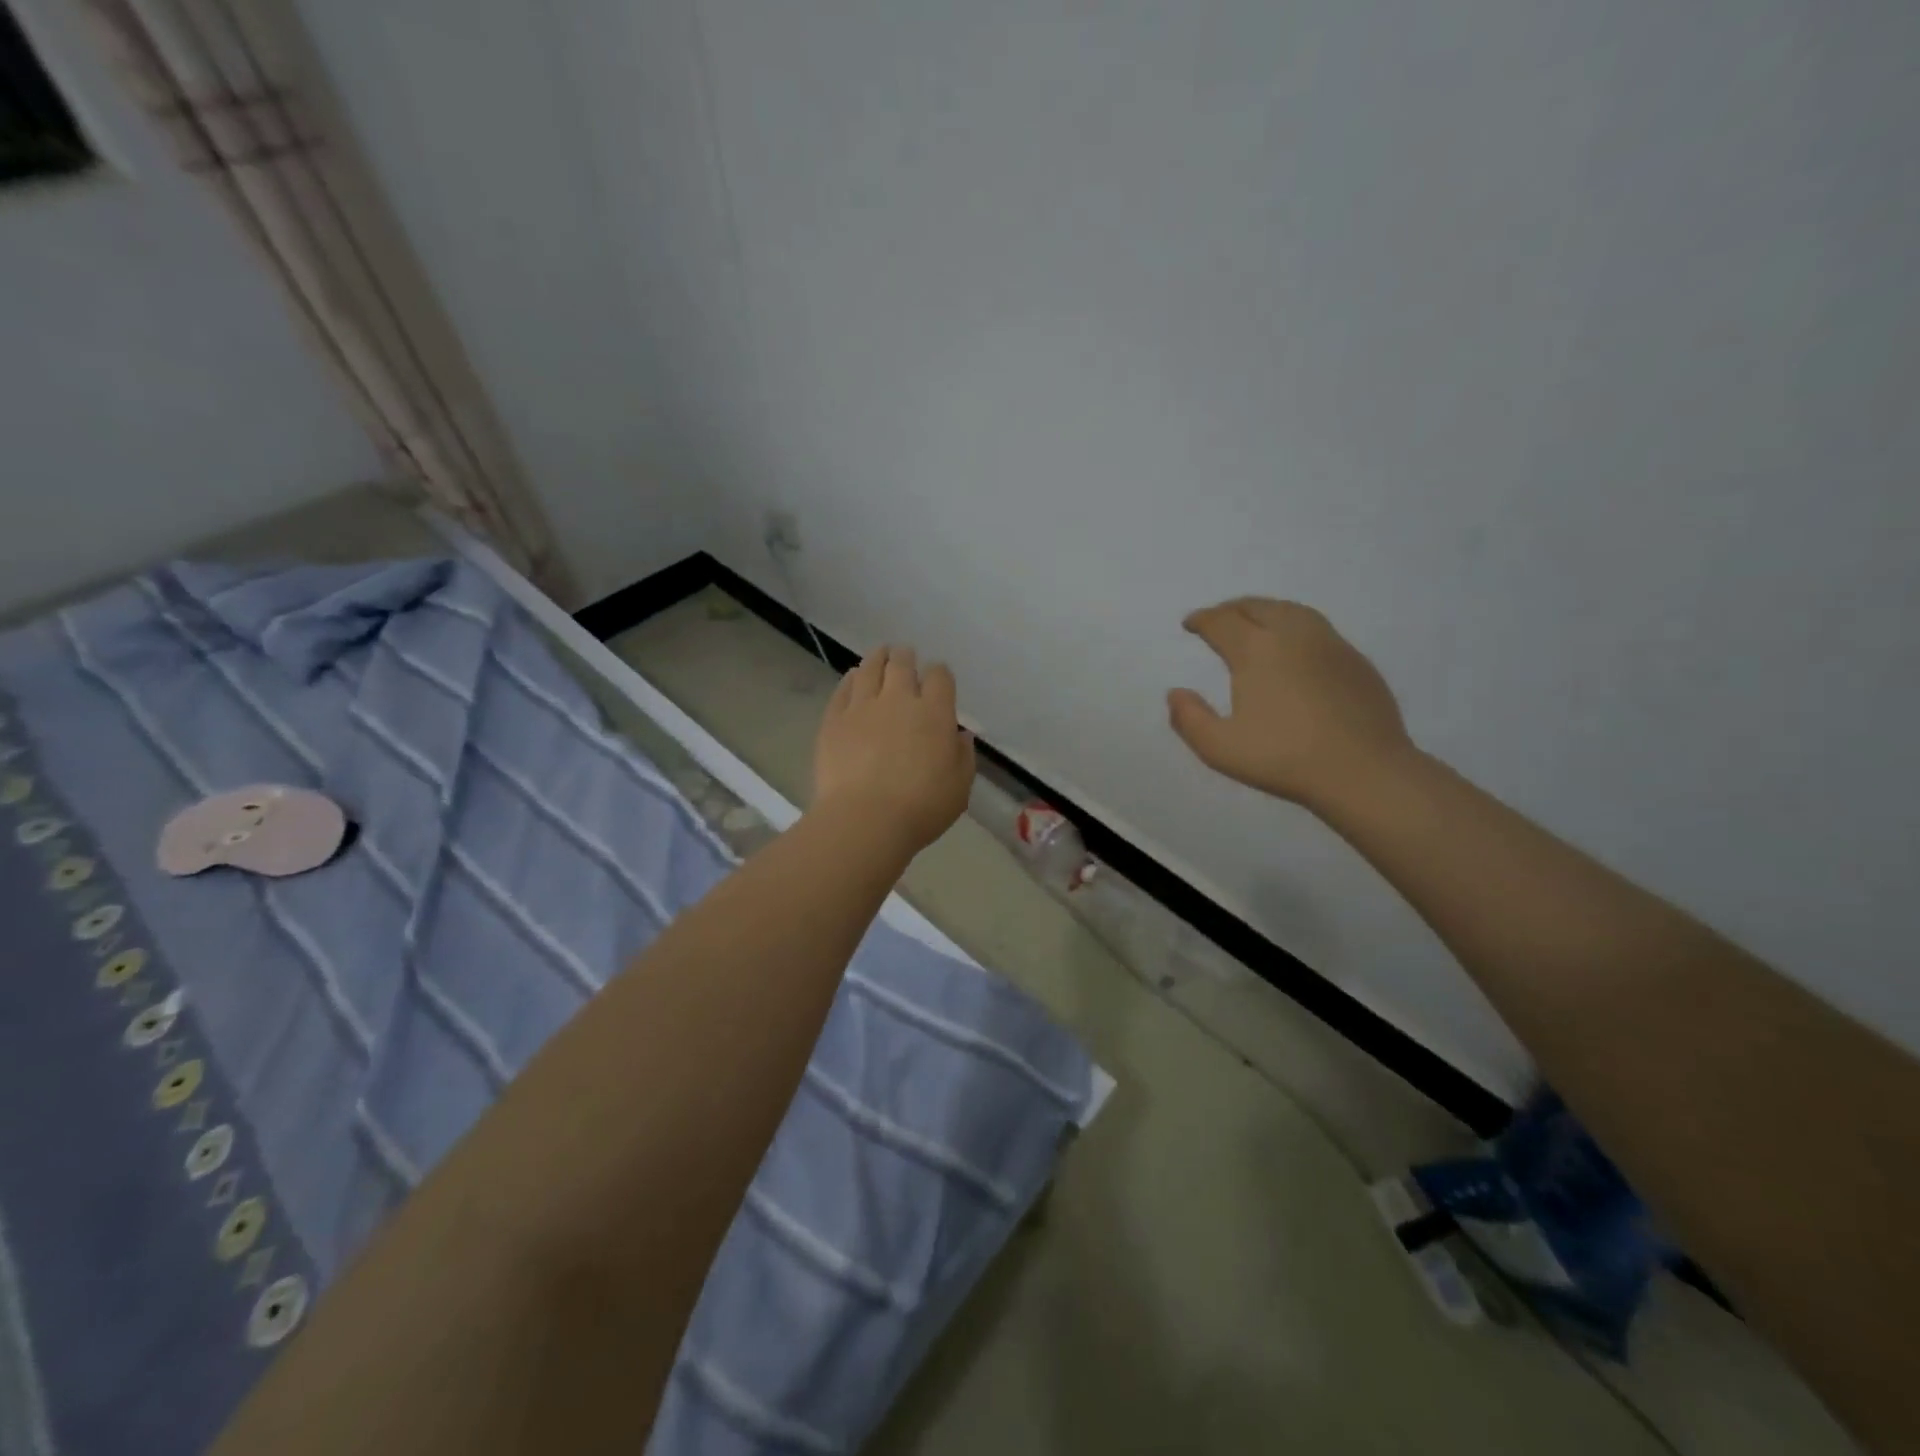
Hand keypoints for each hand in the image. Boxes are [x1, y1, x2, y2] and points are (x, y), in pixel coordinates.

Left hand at [813, 645, 976, 852]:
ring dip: (878, 658)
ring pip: (870, 669)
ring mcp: (862, 707)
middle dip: (906, 657)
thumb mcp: (959, 787)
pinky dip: (850, 679)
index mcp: (934, 712)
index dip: (939, 673)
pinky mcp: (834, 720)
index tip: (937, 678)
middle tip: (905, 656)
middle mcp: (898, 699)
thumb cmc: (921, 808)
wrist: (865, 820)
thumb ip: (963, 756)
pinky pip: (842, 689)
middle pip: (902, 664)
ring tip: (880, 655)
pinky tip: (852, 678)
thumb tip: (960, 735)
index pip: (940, 676)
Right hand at [1168, 598, 1412, 808]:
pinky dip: (1294, 625)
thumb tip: (1175, 693)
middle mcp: (1293, 635)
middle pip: (1257, 606)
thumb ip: (1189, 719)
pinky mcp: (1355, 660)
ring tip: (1254, 622)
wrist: (1363, 771)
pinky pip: (1317, 628)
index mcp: (1256, 650)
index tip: (1190, 624)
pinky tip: (1295, 647)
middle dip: (1231, 609)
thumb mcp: (1220, 748)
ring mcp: (1330, 644)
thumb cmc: (1284, 759)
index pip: (1222, 622)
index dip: (1202, 620)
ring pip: (1291, 610)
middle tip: (1217, 619)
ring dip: (1265, 610)